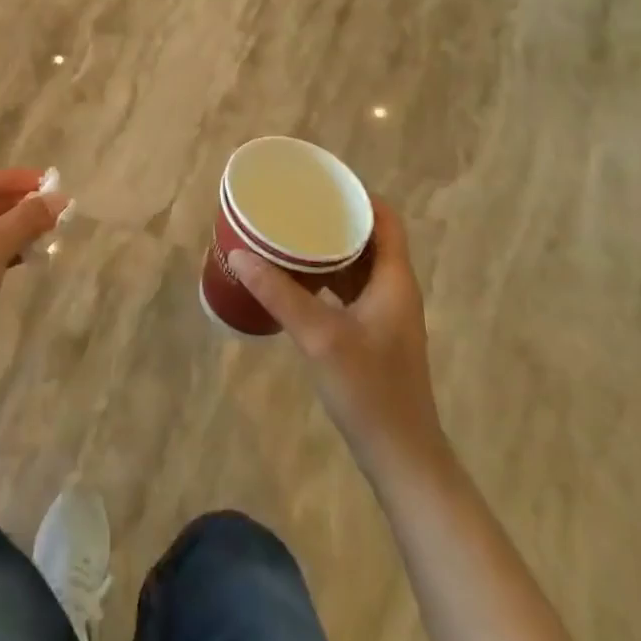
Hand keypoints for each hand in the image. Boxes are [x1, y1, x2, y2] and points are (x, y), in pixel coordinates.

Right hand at [230, 198, 448, 479]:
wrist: (401, 456)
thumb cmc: (369, 390)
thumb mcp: (319, 336)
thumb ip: (279, 293)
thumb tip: (239, 254)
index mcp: (394, 279)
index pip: (385, 218)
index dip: (357, 196)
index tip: (320, 184)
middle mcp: (394, 289)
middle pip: (369, 238)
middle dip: (334, 219)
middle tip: (294, 207)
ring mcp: (385, 314)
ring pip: (358, 265)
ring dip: (328, 249)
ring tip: (289, 236)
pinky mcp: (374, 335)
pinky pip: (350, 289)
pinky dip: (326, 277)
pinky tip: (296, 281)